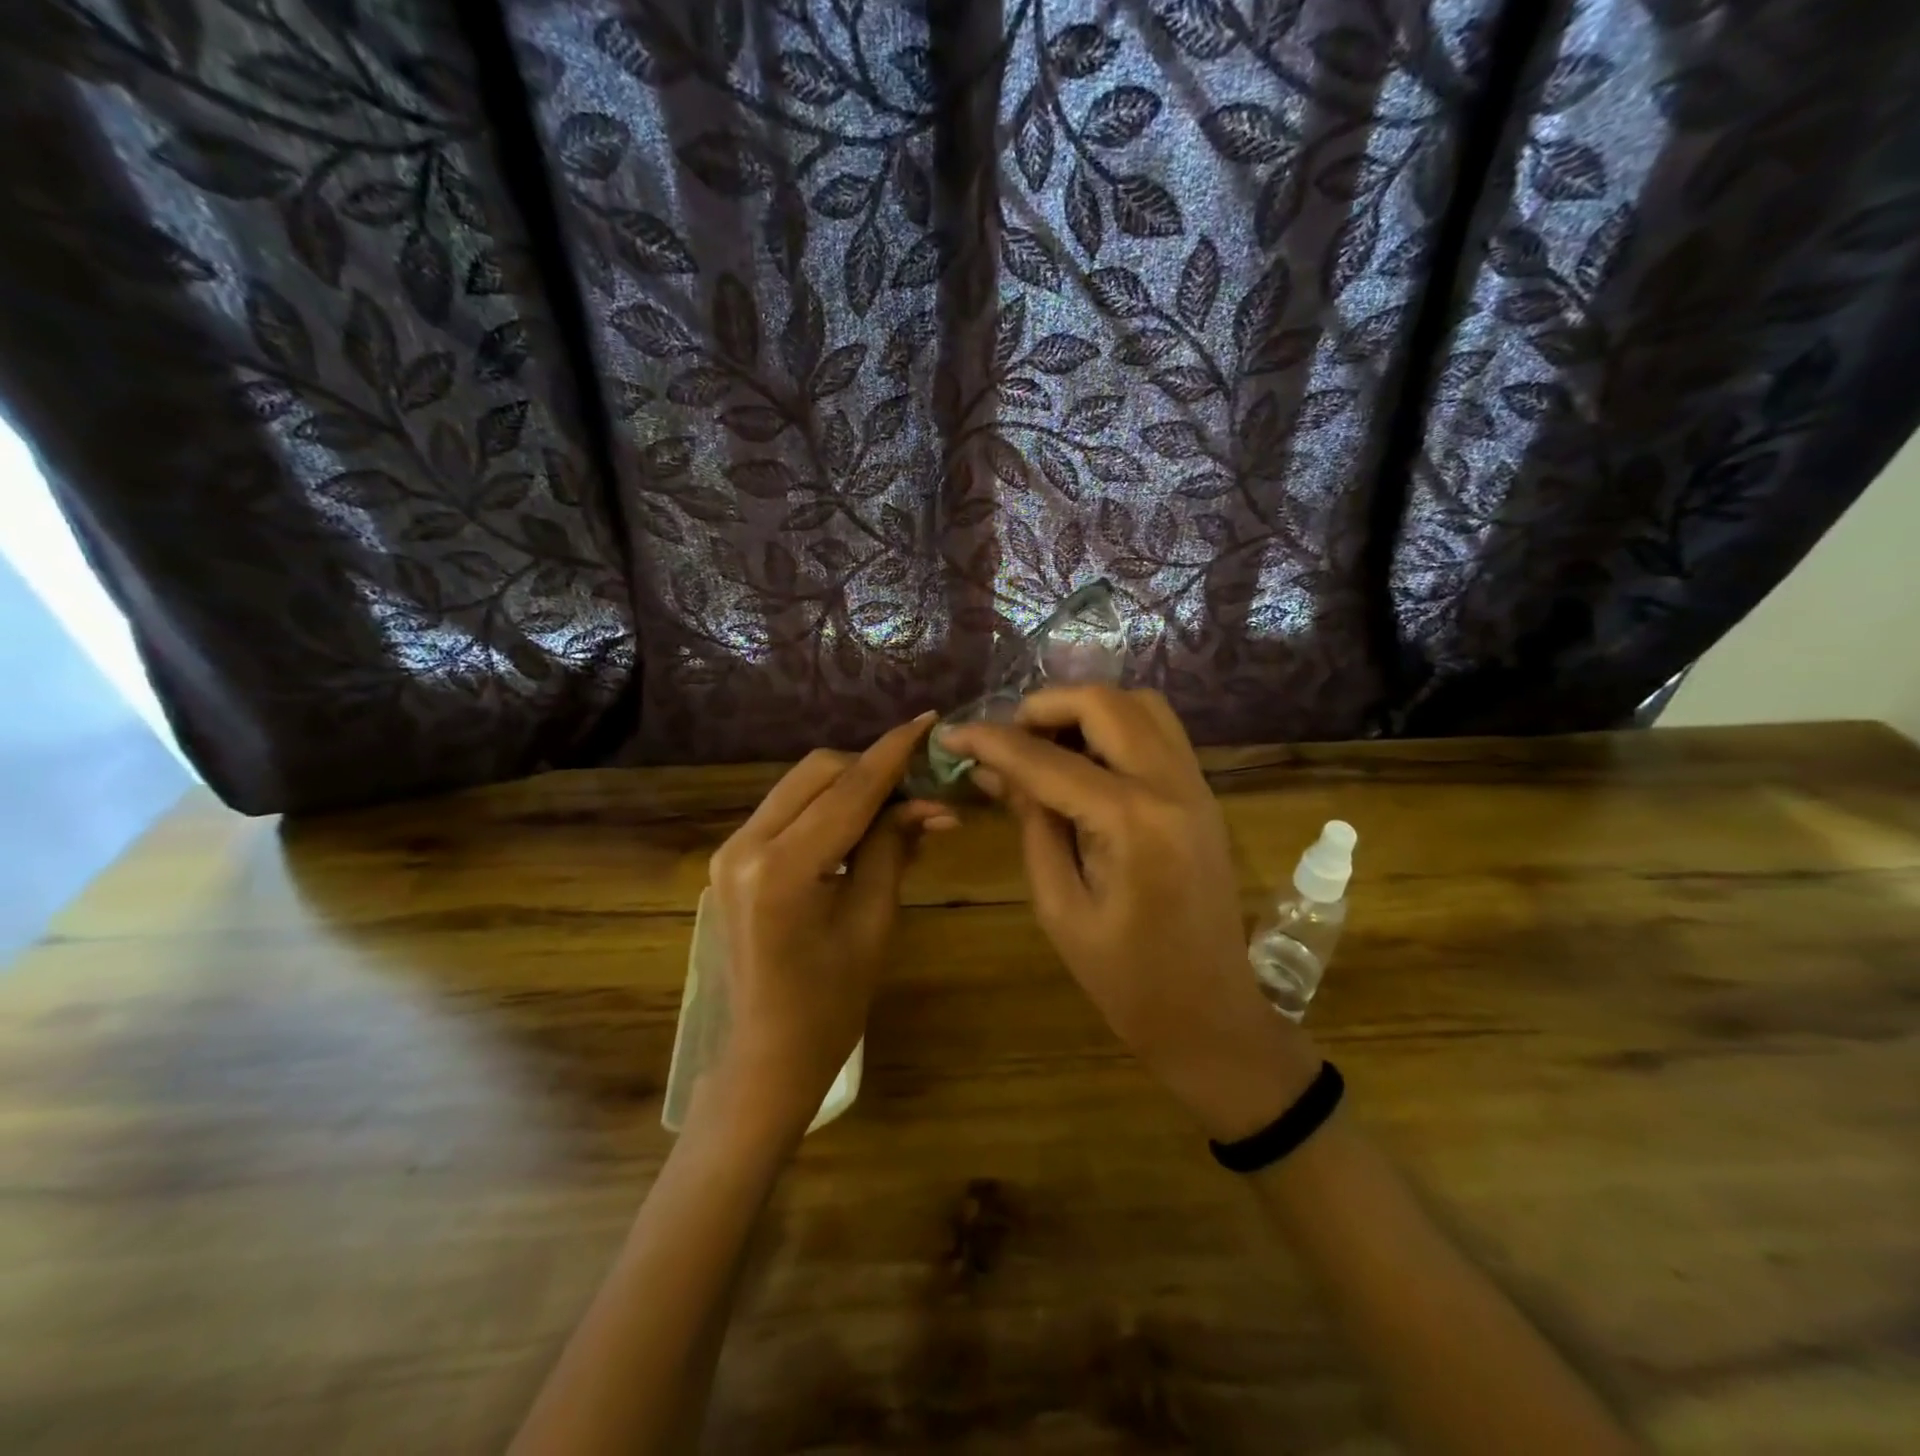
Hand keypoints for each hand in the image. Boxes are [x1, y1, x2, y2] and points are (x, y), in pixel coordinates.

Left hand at [699, 714, 955, 1140]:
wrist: (768, 1053)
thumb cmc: (832, 1003)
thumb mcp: (873, 921)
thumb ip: (893, 848)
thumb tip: (931, 803)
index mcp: (781, 869)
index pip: (849, 791)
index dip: (893, 752)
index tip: (929, 720)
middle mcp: (744, 846)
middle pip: (818, 772)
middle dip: (872, 769)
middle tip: (920, 789)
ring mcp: (730, 850)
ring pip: (802, 785)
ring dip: (850, 785)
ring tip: (897, 809)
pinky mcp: (731, 857)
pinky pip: (788, 810)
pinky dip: (827, 807)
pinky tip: (860, 827)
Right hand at [941, 688, 1316, 1138]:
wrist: (1211, 1015)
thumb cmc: (1126, 980)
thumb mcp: (1060, 906)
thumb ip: (1031, 824)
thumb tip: (993, 769)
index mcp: (1132, 822)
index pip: (1047, 759)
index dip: (992, 741)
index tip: (952, 735)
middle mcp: (1172, 786)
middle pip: (1105, 703)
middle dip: (1044, 706)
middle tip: (1007, 737)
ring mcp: (1197, 786)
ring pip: (1141, 705)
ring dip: (1086, 710)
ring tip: (1046, 744)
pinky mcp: (1204, 795)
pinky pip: (1159, 732)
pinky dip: (1116, 727)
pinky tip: (1085, 762)